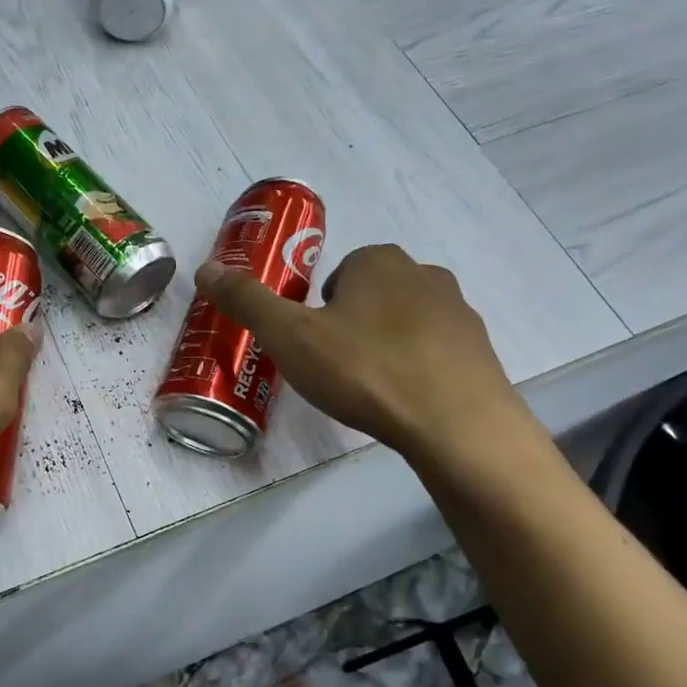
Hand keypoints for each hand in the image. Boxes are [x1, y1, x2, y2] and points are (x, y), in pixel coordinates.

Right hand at [194, 245, 533, 462]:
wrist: (456, 424)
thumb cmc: (366, 370)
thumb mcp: (291, 337)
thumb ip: (248, 301)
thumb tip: (206, 268)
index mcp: (378, 262)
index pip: (342, 270)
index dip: (321, 305)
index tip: (313, 342)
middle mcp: (424, 275)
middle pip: (375, 292)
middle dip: (354, 321)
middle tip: (335, 366)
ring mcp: (459, 313)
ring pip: (407, 320)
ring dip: (387, 343)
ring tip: (370, 387)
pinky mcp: (480, 352)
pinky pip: (436, 351)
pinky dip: (419, 368)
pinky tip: (406, 401)